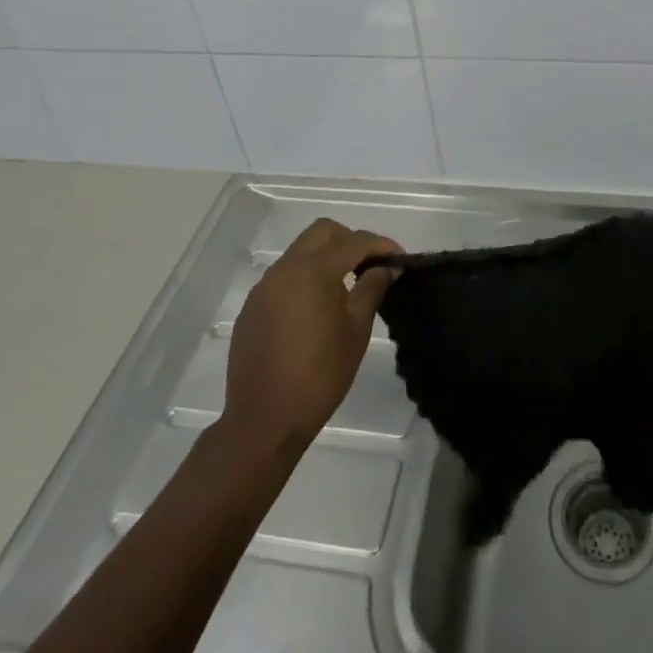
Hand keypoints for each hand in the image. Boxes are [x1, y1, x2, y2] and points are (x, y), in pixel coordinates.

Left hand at [223, 219, 402, 451]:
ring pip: (301, 251)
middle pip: (323, 232)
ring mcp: (264, 287)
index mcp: (312, 271)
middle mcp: (284, 269)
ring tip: (347, 287)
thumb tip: (386, 267)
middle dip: (351, 240)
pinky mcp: (253, 307)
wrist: (264, 420)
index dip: (381, 245)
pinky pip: (284, 276)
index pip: (354, 241)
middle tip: (371, 266)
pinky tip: (317, 309)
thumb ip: (372, 289)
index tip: (400, 259)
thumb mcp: (356, 330)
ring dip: (327, 257)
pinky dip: (306, 278)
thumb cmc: (319, 376)